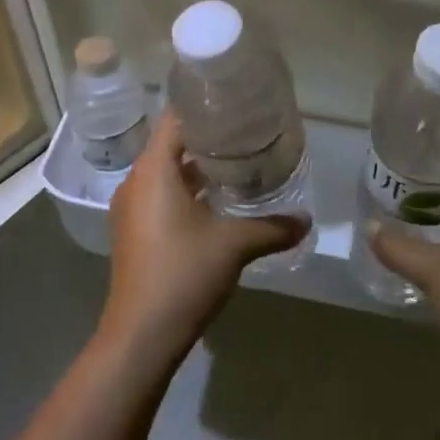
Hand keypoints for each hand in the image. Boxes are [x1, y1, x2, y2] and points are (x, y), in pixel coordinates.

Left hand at [98, 110, 307, 369]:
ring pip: (166, 172)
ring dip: (197, 167)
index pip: (175, 118)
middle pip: (171, 143)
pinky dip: (185, 190)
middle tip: (246, 132)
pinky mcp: (134, 231)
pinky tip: (217, 201)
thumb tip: (307, 219)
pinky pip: (160, 195)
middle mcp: (137, 181)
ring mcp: (132, 208)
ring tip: (238, 162)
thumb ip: (272, 227)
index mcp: (153, 169)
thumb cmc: (183, 274)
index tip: (235, 103)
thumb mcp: (234, 245)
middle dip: (207, 137)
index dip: (203, 106)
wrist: (140, 337)